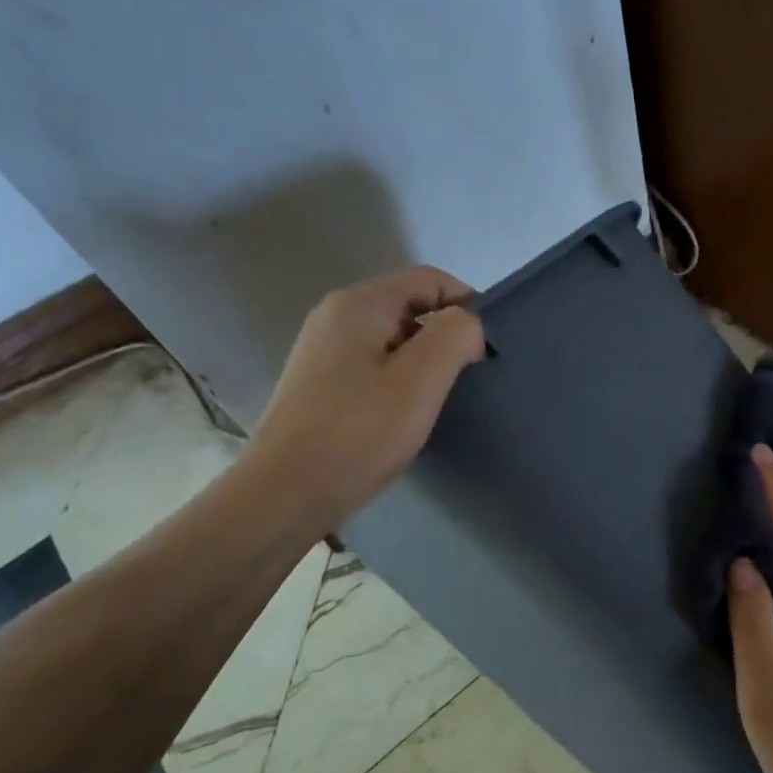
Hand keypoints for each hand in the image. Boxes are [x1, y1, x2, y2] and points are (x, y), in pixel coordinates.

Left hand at [251, 267, 485, 527]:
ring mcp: (323, 350)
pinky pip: (374, 364)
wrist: (285, 494)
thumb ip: (455, 336)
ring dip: (424, 361)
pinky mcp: (320, 383)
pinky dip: (400, 380)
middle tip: (468, 378)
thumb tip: (467, 324)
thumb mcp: (421, 380)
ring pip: (393, 339)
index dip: (466, 303)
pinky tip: (405, 415)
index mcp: (359, 304)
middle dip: (446, 335)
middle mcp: (335, 316)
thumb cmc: (359, 433)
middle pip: (410, 306)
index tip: (487, 347)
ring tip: (439, 400)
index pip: (428, 278)